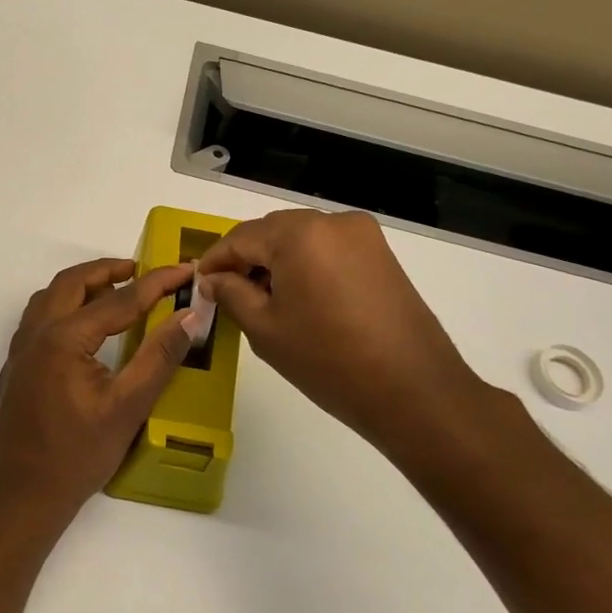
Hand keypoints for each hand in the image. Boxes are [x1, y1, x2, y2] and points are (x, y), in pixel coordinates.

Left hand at [0, 257, 201, 531]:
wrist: (21, 496)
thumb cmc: (77, 455)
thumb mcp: (127, 407)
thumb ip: (159, 357)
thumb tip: (191, 317)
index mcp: (64, 338)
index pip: (120, 299)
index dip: (157, 283)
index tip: (185, 270)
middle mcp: (36, 333)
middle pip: (73, 283)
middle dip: (109, 270)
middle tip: (144, 272)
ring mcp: (20, 349)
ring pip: (50, 297)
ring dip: (83, 285)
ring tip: (115, 290)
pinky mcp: (15, 366)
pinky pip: (39, 316)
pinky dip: (65, 304)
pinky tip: (83, 326)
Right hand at [197, 210, 502, 467]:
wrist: (413, 390)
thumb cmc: (328, 360)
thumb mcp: (265, 329)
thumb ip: (231, 294)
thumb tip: (213, 279)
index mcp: (299, 234)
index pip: (241, 237)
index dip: (215, 260)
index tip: (198, 284)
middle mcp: (332, 222)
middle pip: (272, 232)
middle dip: (246, 258)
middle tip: (226, 293)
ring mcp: (363, 236)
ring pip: (301, 239)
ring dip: (275, 261)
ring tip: (260, 299)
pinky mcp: (381, 254)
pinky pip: (328, 249)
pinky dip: (305, 265)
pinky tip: (297, 298)